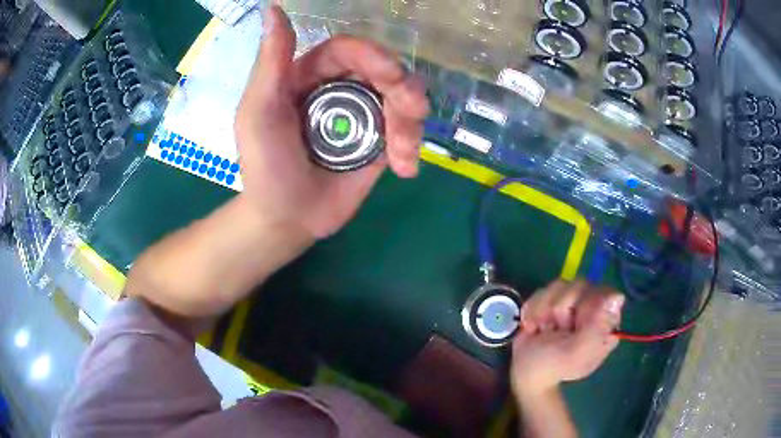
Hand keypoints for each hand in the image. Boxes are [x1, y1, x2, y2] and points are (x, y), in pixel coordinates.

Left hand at [234, 6, 429, 239]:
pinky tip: (405, 168)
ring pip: (402, 100)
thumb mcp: (258, 112)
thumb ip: (271, 61)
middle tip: (412, 110)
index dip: (373, 54)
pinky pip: (406, 132)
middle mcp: (339, 90)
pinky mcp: (378, 143)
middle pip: (384, 71)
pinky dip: (412, 146)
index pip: (347, 50)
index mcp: (309, 76)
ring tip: (402, 153)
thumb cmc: (265, 166)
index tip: (391, 74)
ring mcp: (362, 116)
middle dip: (403, 88)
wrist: (286, 219)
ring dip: (411, 121)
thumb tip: (274, 8)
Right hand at [510, 280, 624, 397]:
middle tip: (556, 331)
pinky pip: (544, 290)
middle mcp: (594, 311)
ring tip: (544, 330)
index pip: (604, 292)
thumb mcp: (577, 352)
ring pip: (560, 285)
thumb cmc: (553, 367)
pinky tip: (534, 326)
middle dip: (560, 309)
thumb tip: (618, 295)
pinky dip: (534, 309)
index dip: (585, 304)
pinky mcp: (554, 302)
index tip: (573, 325)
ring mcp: (574, 305)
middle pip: (580, 285)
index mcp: (606, 323)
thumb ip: (598, 326)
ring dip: (545, 310)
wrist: (524, 373)